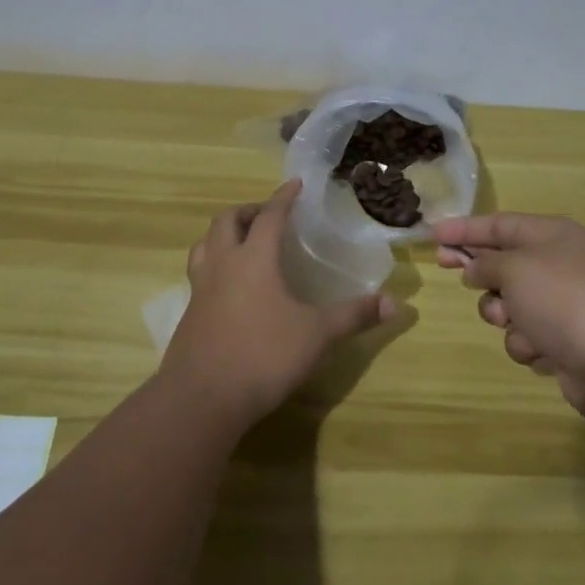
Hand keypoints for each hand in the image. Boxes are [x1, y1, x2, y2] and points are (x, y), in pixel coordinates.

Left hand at [163, 180, 394, 428]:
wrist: (201, 399)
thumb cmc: (263, 355)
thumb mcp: (317, 335)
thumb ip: (353, 316)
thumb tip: (394, 303)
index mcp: (254, 259)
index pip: (269, 216)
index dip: (283, 198)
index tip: (294, 185)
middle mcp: (223, 265)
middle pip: (226, 221)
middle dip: (247, 211)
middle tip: (267, 215)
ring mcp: (200, 290)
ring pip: (204, 246)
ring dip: (222, 235)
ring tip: (241, 243)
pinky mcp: (189, 315)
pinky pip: (199, 275)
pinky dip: (214, 266)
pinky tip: (230, 288)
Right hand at [433, 212, 584, 421]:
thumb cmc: (564, 301)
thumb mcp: (516, 268)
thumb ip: (486, 262)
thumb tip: (476, 268)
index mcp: (552, 235)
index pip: (499, 223)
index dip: (464, 228)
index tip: (432, 234)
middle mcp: (558, 264)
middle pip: (503, 262)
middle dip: (481, 274)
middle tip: (448, 270)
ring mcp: (563, 304)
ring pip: (509, 305)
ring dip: (506, 318)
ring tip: (519, 325)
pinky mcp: (565, 340)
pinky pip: (527, 335)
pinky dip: (530, 344)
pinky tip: (545, 351)